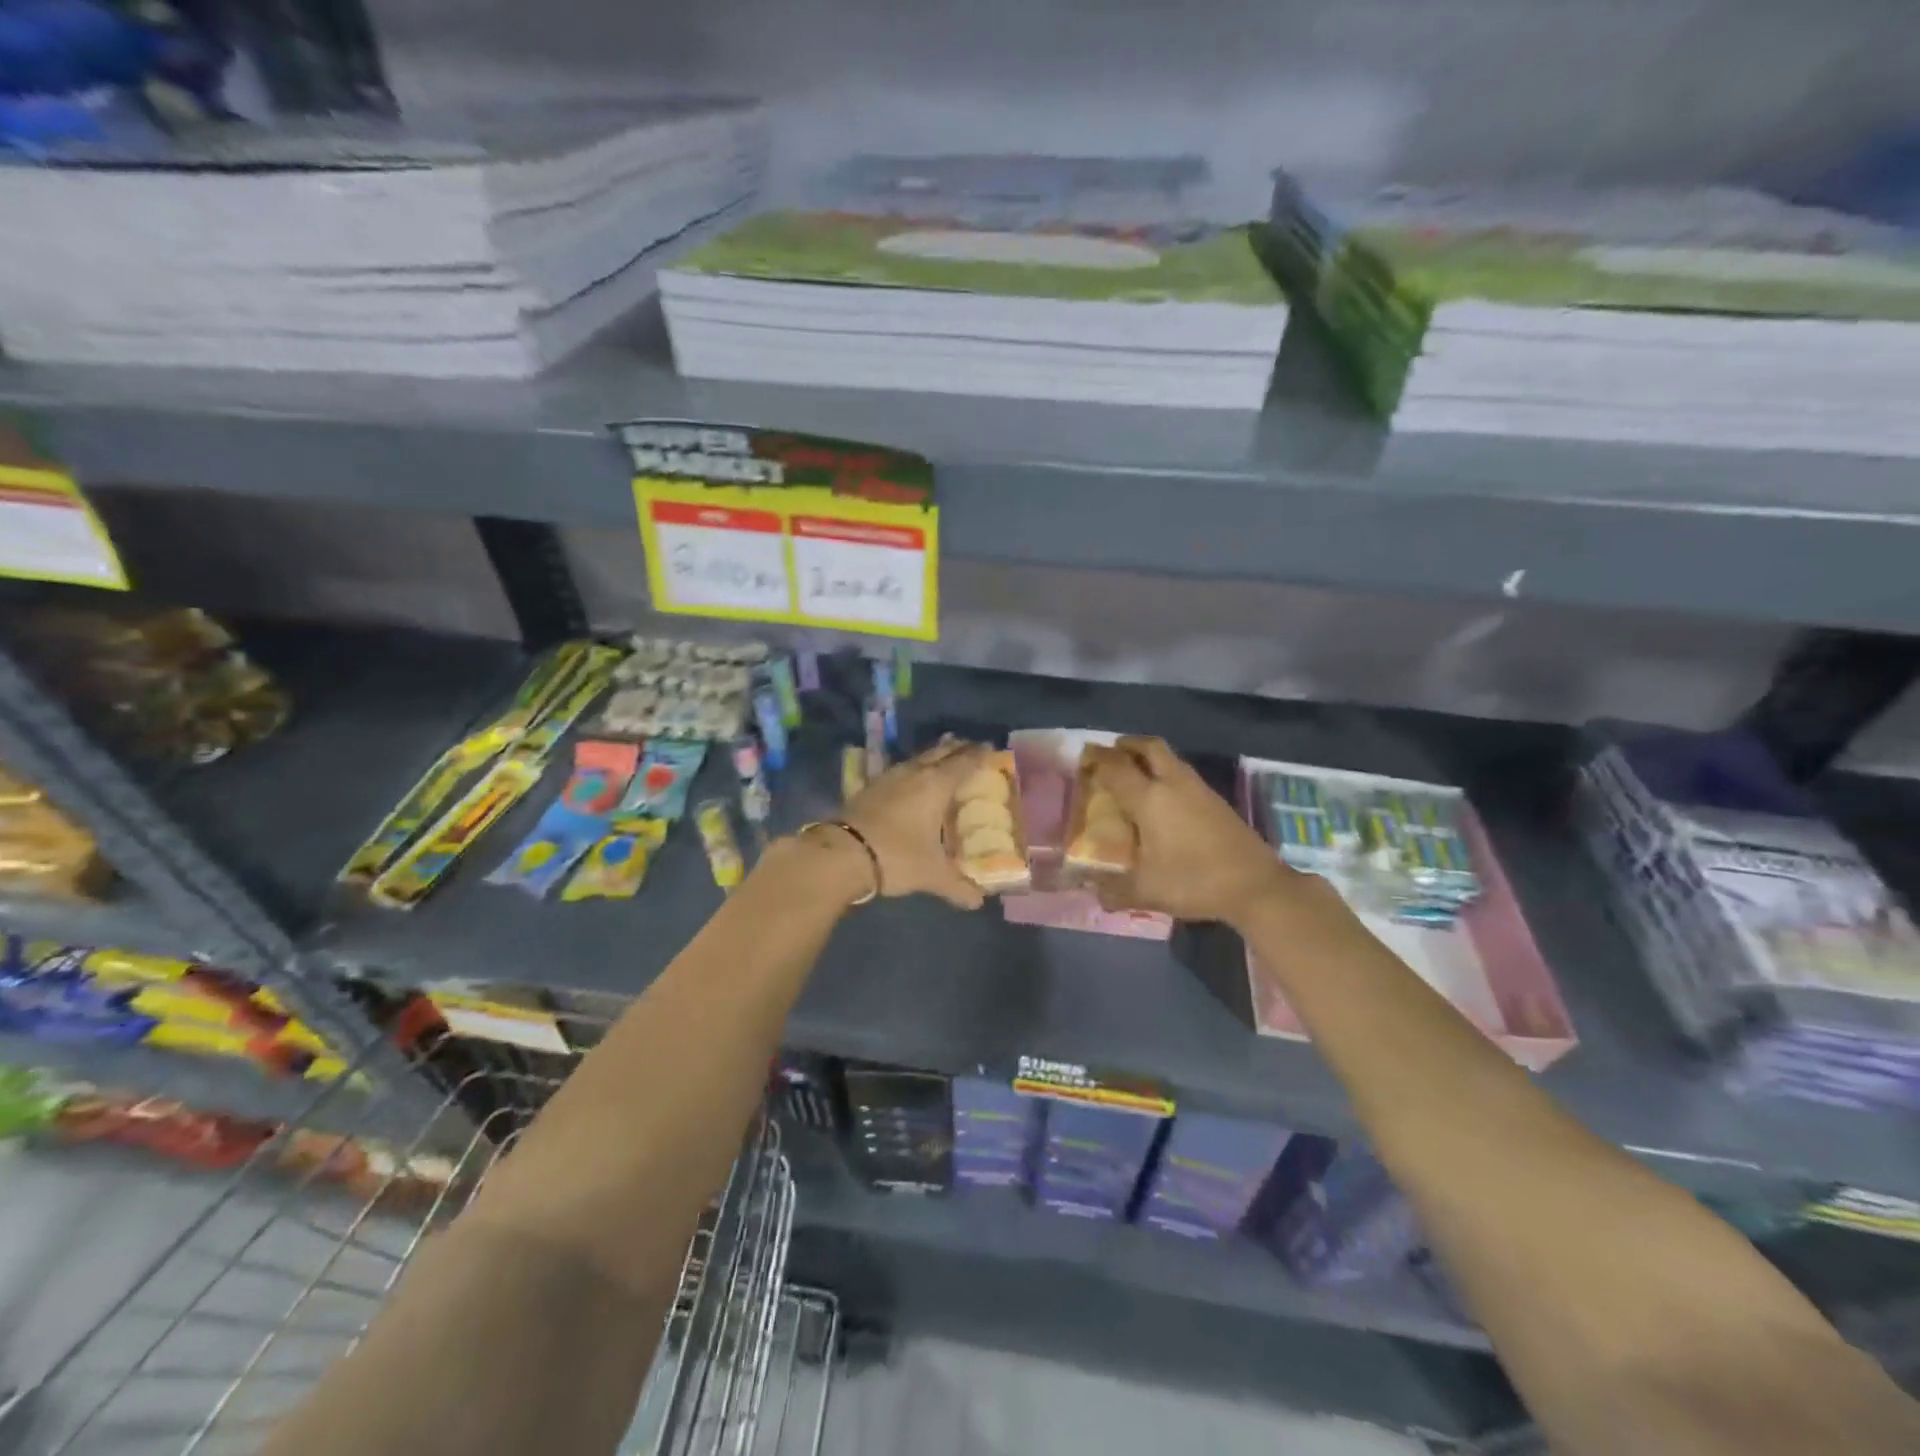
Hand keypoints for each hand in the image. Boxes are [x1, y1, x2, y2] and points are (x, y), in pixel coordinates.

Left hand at [838, 738, 992, 909]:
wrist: (840, 853)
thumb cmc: (896, 856)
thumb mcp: (931, 875)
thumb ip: (958, 886)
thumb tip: (978, 902)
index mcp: (936, 784)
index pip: (965, 761)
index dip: (980, 754)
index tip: (990, 749)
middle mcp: (914, 772)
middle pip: (941, 751)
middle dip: (957, 748)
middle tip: (971, 751)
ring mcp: (889, 776)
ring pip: (918, 758)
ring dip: (933, 758)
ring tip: (943, 764)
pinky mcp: (869, 786)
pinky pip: (900, 771)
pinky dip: (913, 772)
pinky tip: (911, 784)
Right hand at [1090, 735, 1290, 926]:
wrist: (1256, 886)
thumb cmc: (1194, 881)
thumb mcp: (1147, 891)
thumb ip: (1114, 890)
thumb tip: (1093, 891)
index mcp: (1149, 799)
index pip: (1116, 768)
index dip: (1097, 759)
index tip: (1083, 758)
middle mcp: (1173, 784)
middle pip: (1149, 747)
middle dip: (1127, 745)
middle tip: (1111, 754)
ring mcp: (1199, 790)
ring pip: (1170, 759)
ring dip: (1149, 758)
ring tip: (1134, 774)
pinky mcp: (1217, 801)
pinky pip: (1183, 774)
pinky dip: (1167, 774)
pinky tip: (1164, 800)